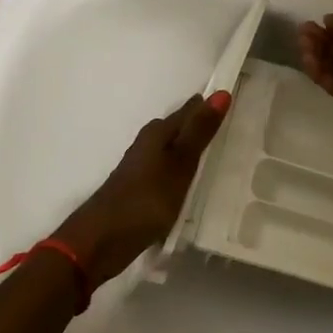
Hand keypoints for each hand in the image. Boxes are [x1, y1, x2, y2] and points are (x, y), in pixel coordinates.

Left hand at [51, 91, 230, 285]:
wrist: (100, 240)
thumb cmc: (146, 199)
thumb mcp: (179, 164)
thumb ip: (199, 132)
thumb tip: (221, 92)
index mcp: (156, 134)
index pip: (188, 111)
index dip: (208, 106)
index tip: (231, 100)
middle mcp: (146, 145)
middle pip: (177, 128)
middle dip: (198, 124)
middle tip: (228, 124)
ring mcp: (140, 169)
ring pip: (171, 150)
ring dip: (189, 149)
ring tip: (216, 153)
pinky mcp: (139, 191)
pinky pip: (166, 171)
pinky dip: (180, 170)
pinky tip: (189, 182)